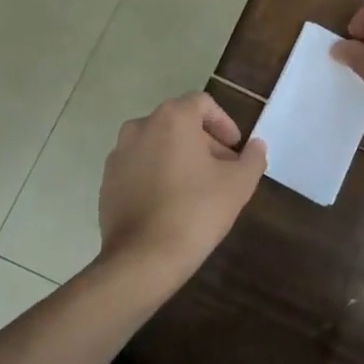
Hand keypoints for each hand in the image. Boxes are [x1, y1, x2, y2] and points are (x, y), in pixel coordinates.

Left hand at [97, 93, 266, 289]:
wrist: (143, 260)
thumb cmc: (196, 212)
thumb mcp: (239, 184)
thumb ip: (253, 158)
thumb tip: (256, 146)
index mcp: (172, 118)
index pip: (202, 104)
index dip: (224, 123)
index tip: (235, 149)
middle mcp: (140, 126)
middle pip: (179, 123)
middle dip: (204, 142)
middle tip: (222, 170)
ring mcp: (119, 154)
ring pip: (157, 144)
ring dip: (179, 157)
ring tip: (197, 188)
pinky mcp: (107, 181)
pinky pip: (139, 167)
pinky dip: (156, 174)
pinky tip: (170, 203)